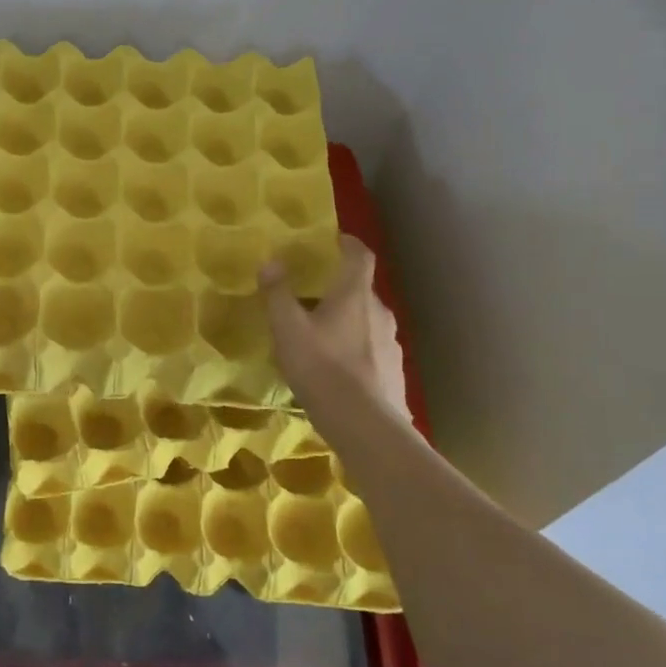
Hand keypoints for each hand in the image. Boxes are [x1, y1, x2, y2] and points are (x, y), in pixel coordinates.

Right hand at [260, 234, 410, 422]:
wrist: (366, 426)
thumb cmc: (323, 368)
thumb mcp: (288, 329)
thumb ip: (278, 294)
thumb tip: (271, 261)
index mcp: (354, 294)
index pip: (359, 254)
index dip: (347, 242)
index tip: (331, 239)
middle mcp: (378, 310)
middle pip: (360, 288)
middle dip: (338, 286)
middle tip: (311, 294)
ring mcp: (391, 342)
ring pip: (366, 319)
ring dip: (346, 319)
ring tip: (320, 333)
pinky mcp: (394, 370)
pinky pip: (371, 347)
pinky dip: (355, 347)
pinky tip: (337, 367)